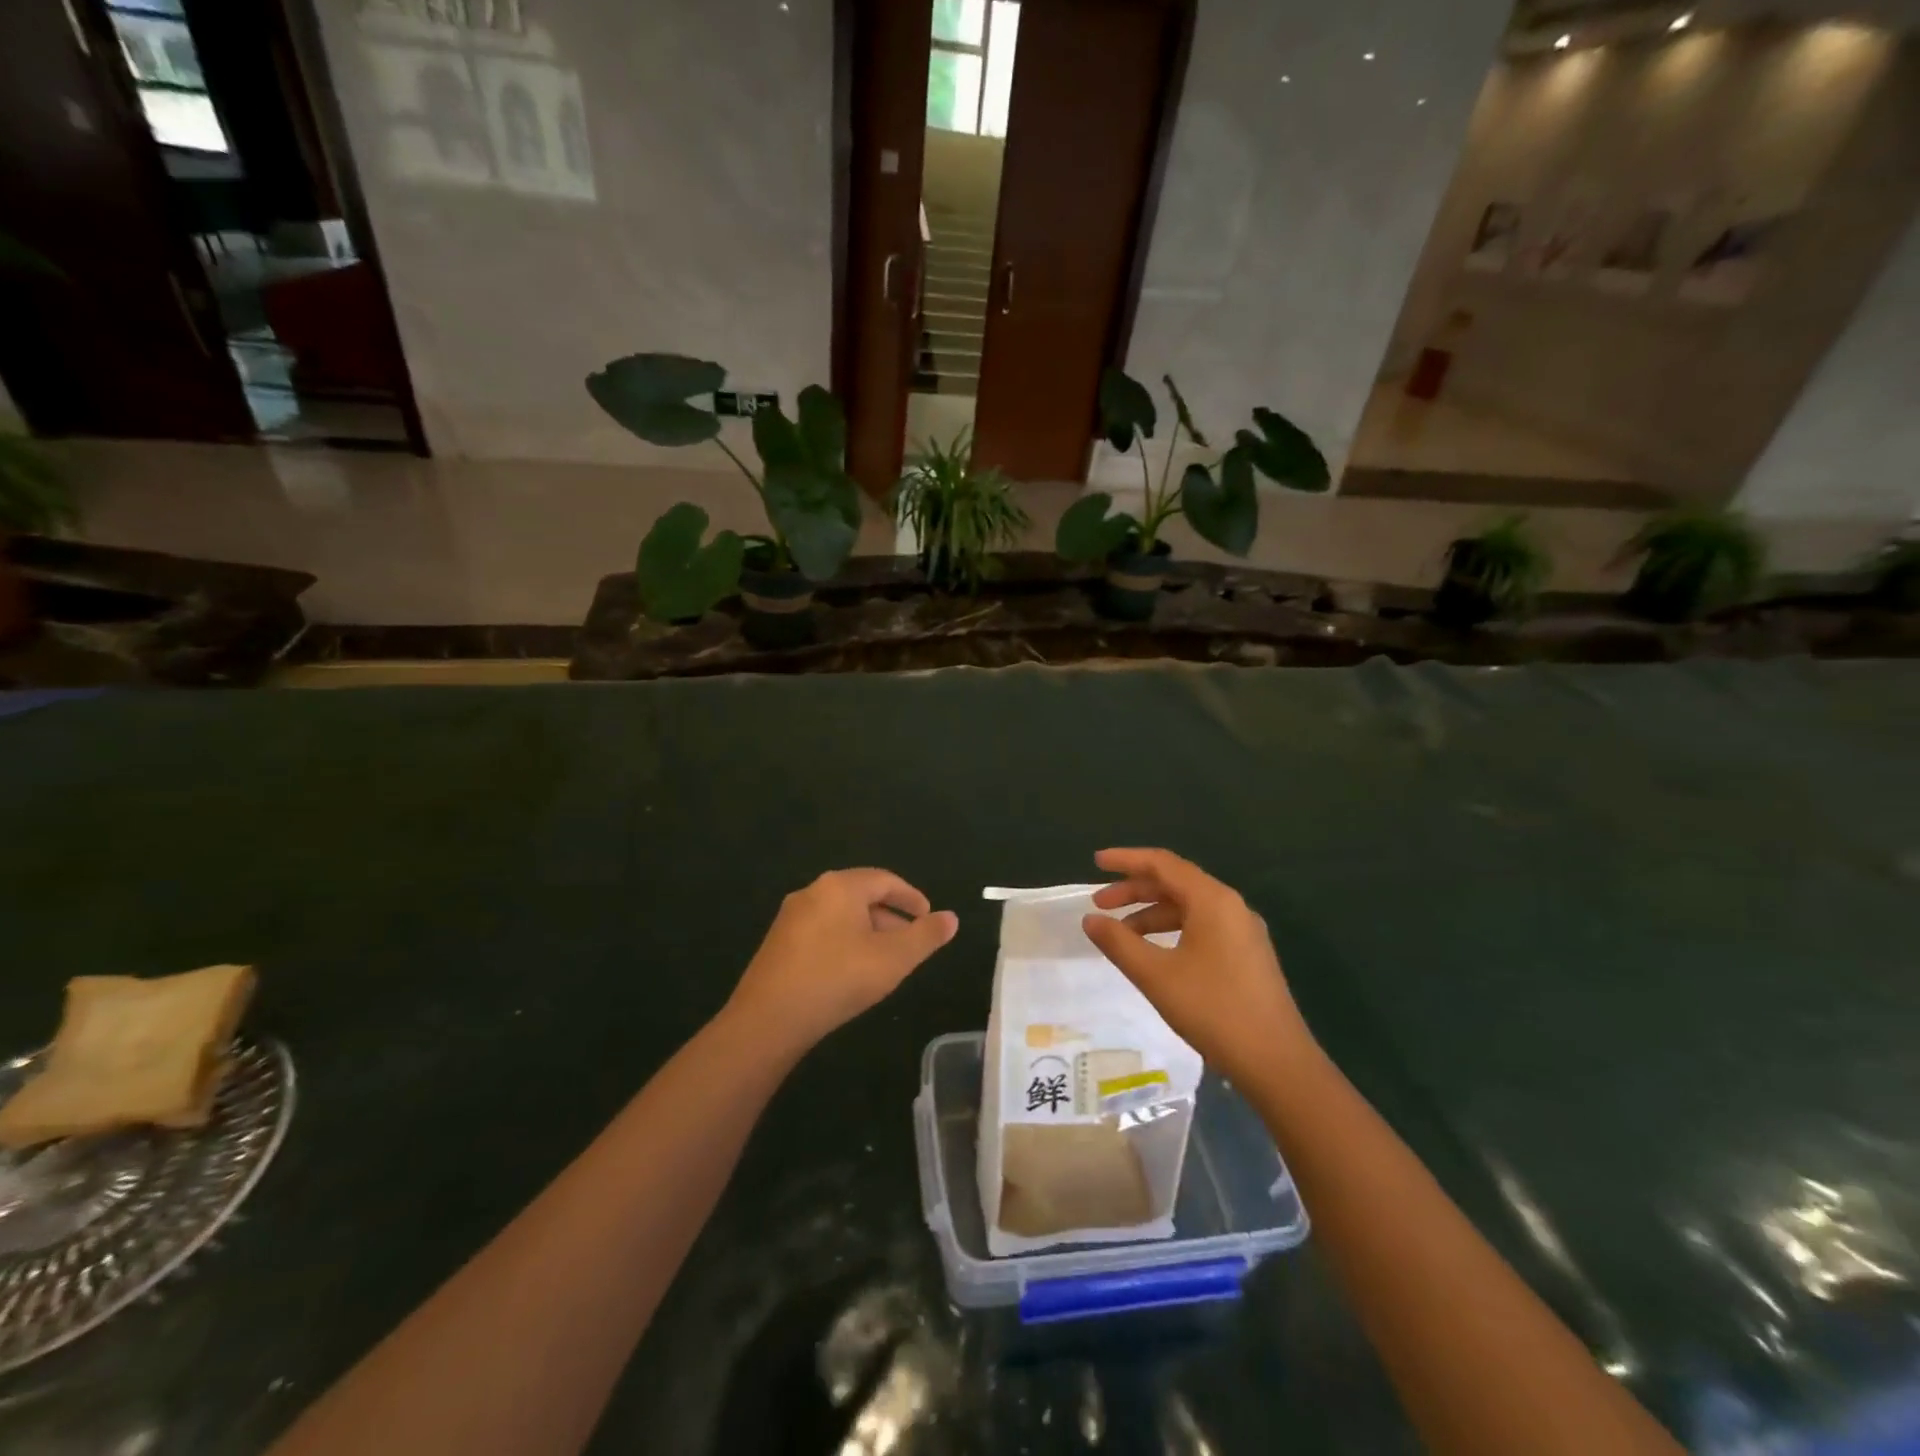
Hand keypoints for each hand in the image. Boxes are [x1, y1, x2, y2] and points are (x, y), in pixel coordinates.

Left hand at [727, 869, 957, 1052]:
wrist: (768, 1020)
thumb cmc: (837, 979)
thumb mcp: (893, 959)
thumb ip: (926, 936)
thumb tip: (951, 918)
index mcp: (840, 886)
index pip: (885, 880)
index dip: (912, 898)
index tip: (928, 917)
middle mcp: (813, 892)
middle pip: (861, 895)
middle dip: (890, 917)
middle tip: (911, 942)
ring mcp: (791, 917)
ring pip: (841, 915)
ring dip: (868, 932)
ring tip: (885, 961)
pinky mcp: (778, 943)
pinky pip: (821, 931)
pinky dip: (845, 942)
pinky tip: (851, 972)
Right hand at [1082, 848, 1316, 1087]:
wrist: (1277, 1063)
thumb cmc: (1213, 1010)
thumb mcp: (1156, 975)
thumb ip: (1119, 942)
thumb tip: (1089, 919)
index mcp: (1212, 900)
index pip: (1162, 864)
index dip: (1126, 860)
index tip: (1096, 862)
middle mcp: (1231, 906)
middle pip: (1175, 883)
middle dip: (1134, 890)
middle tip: (1099, 905)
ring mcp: (1242, 931)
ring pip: (1188, 907)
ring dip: (1151, 913)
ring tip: (1119, 933)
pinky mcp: (1246, 955)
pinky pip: (1201, 926)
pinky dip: (1171, 930)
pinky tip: (1153, 952)